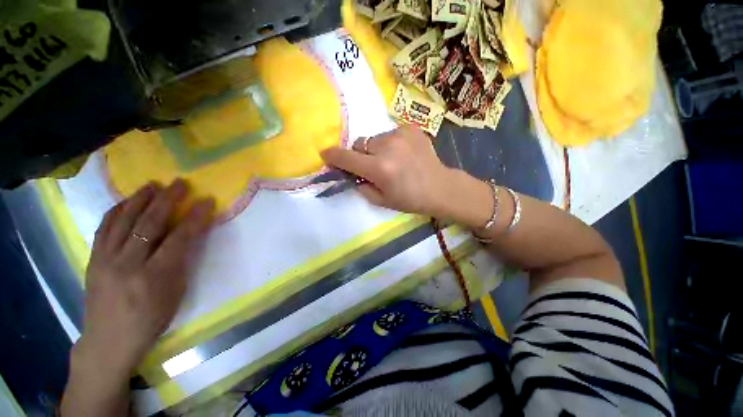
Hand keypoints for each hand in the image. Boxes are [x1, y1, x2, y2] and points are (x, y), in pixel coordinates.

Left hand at [75, 179, 214, 375]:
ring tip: (153, 185)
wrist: (109, 339)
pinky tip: (125, 201)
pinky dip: (116, 211)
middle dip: (167, 200)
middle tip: (180, 183)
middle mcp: (128, 264)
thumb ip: (181, 261)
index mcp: (155, 276)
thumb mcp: (175, 293)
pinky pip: (104, 228)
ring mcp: (106, 260)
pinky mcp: (93, 259)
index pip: (179, 238)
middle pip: (149, 223)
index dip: (195, 217)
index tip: (206, 201)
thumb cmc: (151, 319)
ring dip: (140, 199)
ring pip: (124, 221)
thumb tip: (190, 235)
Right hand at [320, 125, 453, 216]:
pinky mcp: (411, 128)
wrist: (440, 187)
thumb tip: (351, 173)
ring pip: (374, 138)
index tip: (325, 155)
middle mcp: (388, 147)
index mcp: (380, 168)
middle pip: (360, 144)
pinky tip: (403, 154)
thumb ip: (361, 186)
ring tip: (392, 161)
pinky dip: (390, 144)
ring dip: (376, 149)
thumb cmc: (410, 199)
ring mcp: (401, 134)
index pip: (347, 158)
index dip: (333, 156)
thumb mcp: (381, 200)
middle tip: (373, 167)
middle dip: (361, 155)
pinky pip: (390, 134)